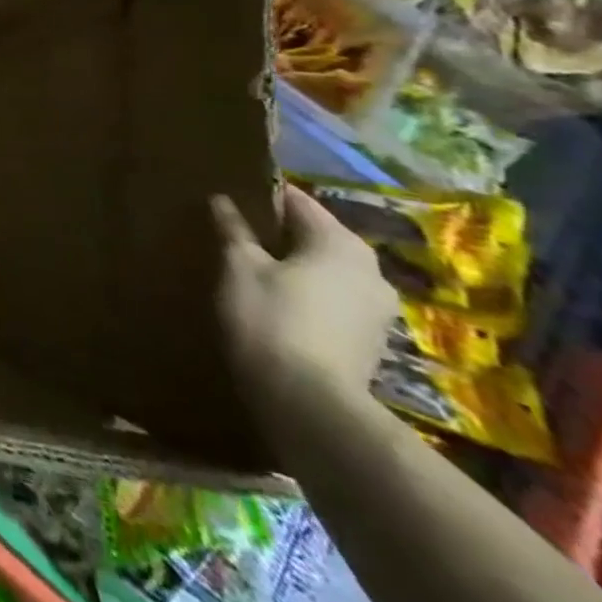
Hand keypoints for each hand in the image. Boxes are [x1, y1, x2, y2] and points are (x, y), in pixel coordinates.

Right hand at [211, 183, 397, 422]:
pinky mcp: (371, 341)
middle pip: (317, 236)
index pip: (297, 201)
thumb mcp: (239, 265)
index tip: (230, 199)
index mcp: (341, 243)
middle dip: (280, 234)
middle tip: (237, 234)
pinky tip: (277, 304)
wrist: (310, 403)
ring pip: (327, 270)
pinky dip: (307, 294)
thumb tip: (223, 200)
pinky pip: (333, 299)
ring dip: (295, 266)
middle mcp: (371, 270)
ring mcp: (377, 309)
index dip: (261, 197)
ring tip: (253, 269)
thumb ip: (234, 229)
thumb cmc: (271, 318)